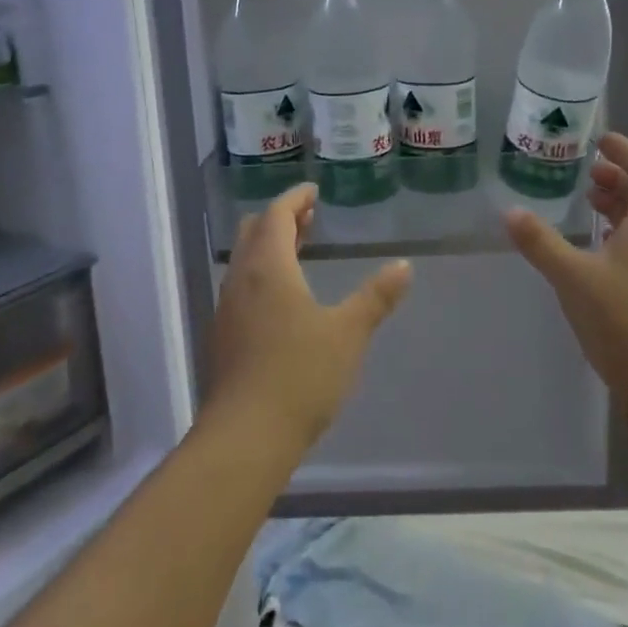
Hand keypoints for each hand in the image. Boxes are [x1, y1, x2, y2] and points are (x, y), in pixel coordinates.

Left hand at [205, 182, 412, 453]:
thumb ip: (376, 297)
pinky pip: (242, 285)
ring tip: (299, 249)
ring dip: (270, 246)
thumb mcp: (348, 333)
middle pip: (254, 232)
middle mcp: (241, 279)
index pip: (276, 215)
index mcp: (269, 268)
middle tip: (309, 216)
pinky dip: (262, 272)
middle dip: (280, 218)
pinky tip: (283, 297)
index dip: (294, 198)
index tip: (313, 190)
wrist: (246, 436)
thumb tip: (403, 266)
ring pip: (246, 260)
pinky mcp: (224, 335)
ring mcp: (228, 309)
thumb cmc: (300, 375)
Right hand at [503, 132, 627, 399]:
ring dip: (620, 205)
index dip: (626, 151)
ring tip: (589, 202)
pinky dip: (620, 233)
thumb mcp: (573, 276)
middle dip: (619, 178)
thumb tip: (510, 212)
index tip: (601, 141)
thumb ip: (541, 242)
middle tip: (589, 172)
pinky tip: (596, 248)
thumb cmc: (622, 319)